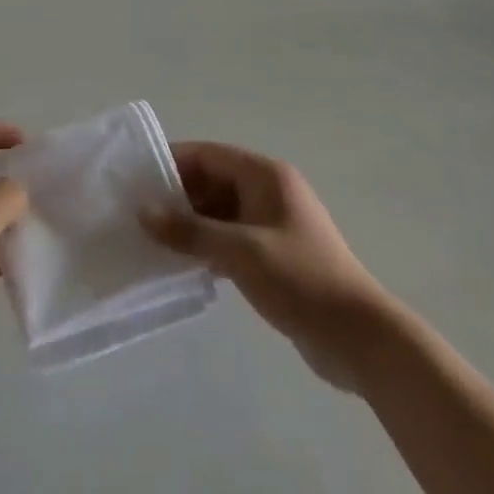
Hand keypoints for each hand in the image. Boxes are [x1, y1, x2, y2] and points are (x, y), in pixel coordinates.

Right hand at [144, 142, 392, 390]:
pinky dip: (205, 248)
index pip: (208, 155)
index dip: (171, 163)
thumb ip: (190, 231)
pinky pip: (229, 239)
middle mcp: (267, 191)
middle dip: (176, 197)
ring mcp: (271, 224)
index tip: (135, 181)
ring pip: (218, 213)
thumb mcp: (241, 252)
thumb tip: (144, 211)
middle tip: (135, 216)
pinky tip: (179, 266)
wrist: (358, 338)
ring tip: (148, 241)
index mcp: (265, 175)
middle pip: (211, 182)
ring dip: (188, 226)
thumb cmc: (300, 280)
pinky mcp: (272, 255)